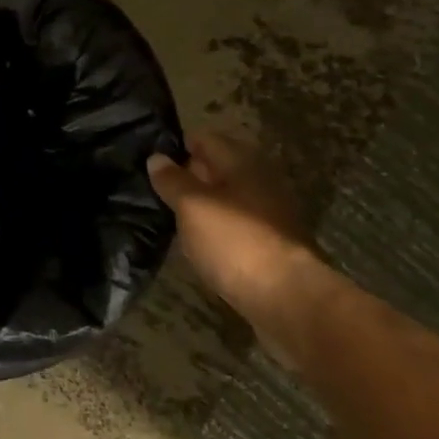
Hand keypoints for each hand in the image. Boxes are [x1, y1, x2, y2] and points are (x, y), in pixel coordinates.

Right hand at [148, 132, 329, 366]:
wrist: (287, 299)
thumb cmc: (234, 241)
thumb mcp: (192, 206)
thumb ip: (173, 180)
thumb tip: (157, 158)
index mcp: (243, 162)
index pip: (205, 139)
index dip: (177, 146)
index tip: (151, 160)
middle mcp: (260, 181)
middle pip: (218, 169)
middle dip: (189, 176)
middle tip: (155, 189)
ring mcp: (270, 214)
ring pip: (227, 199)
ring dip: (203, 205)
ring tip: (171, 217)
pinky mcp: (272, 245)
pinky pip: (236, 225)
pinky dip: (217, 228)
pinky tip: (198, 242)